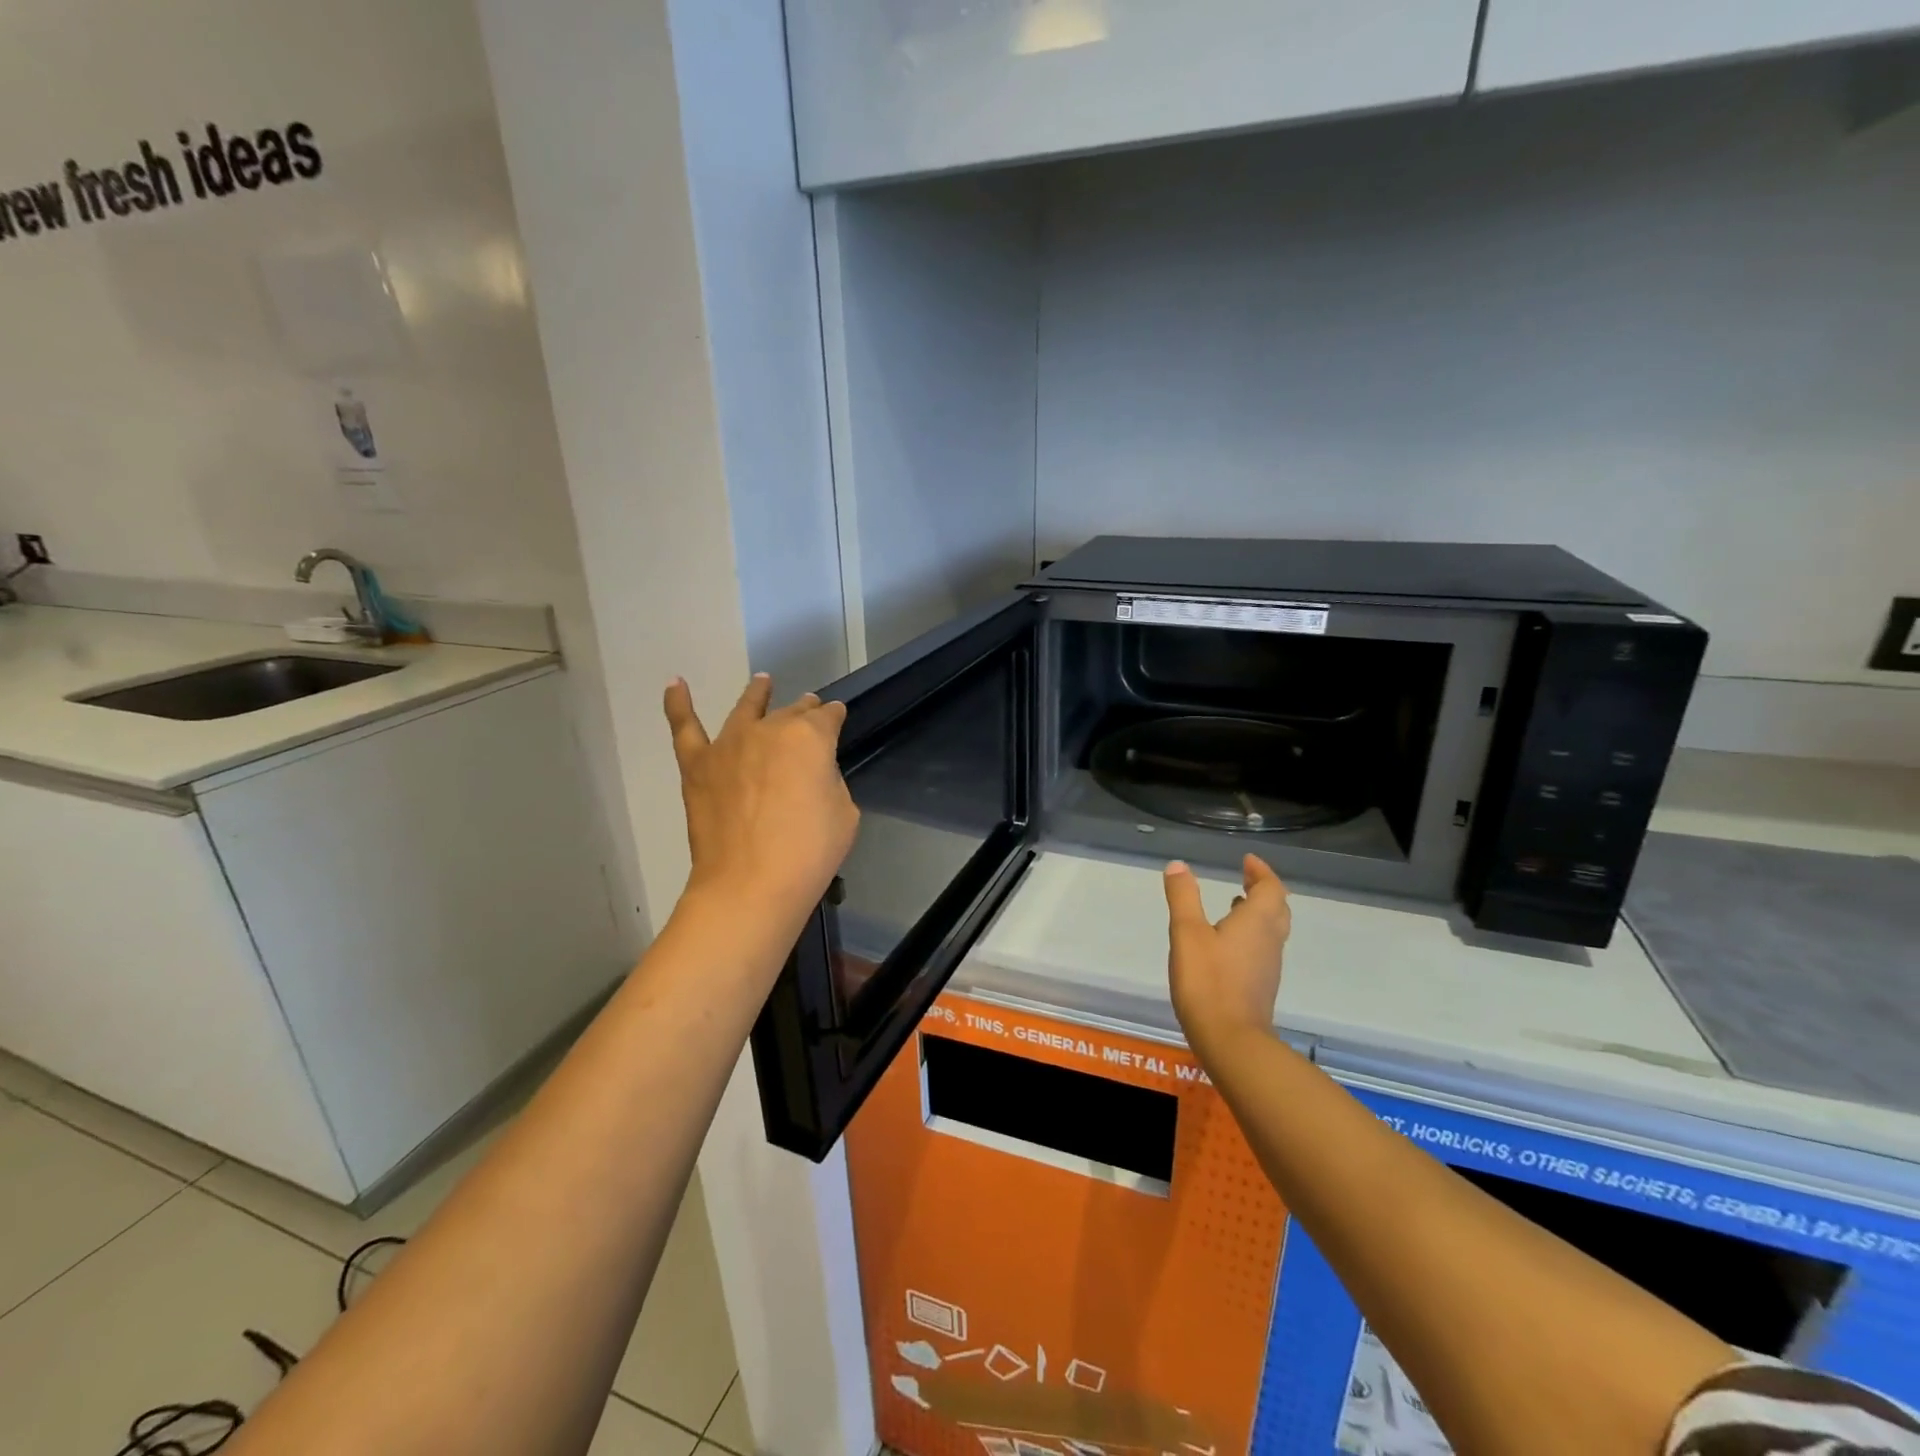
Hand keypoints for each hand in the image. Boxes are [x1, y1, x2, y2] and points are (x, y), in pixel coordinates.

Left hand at [664, 674, 859, 929]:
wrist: (750, 885)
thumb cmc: (809, 852)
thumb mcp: (844, 812)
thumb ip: (827, 781)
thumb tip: (809, 775)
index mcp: (810, 737)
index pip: (828, 717)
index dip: (835, 718)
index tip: (838, 719)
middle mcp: (768, 729)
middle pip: (790, 712)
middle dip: (804, 710)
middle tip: (810, 709)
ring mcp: (729, 744)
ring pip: (746, 709)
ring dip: (758, 694)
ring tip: (763, 682)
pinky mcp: (697, 765)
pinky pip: (685, 727)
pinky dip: (678, 703)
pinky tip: (675, 684)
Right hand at [1164, 855, 1290, 1054]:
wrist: (1231, 1040)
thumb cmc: (1208, 981)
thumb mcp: (1187, 933)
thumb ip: (1183, 897)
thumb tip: (1179, 865)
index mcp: (1257, 921)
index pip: (1270, 888)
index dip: (1261, 872)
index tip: (1247, 861)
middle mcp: (1270, 940)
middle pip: (1278, 907)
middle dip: (1263, 889)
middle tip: (1245, 878)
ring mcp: (1268, 965)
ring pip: (1272, 929)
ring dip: (1258, 912)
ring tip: (1235, 904)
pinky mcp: (1260, 985)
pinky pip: (1263, 948)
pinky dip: (1251, 933)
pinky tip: (1228, 942)